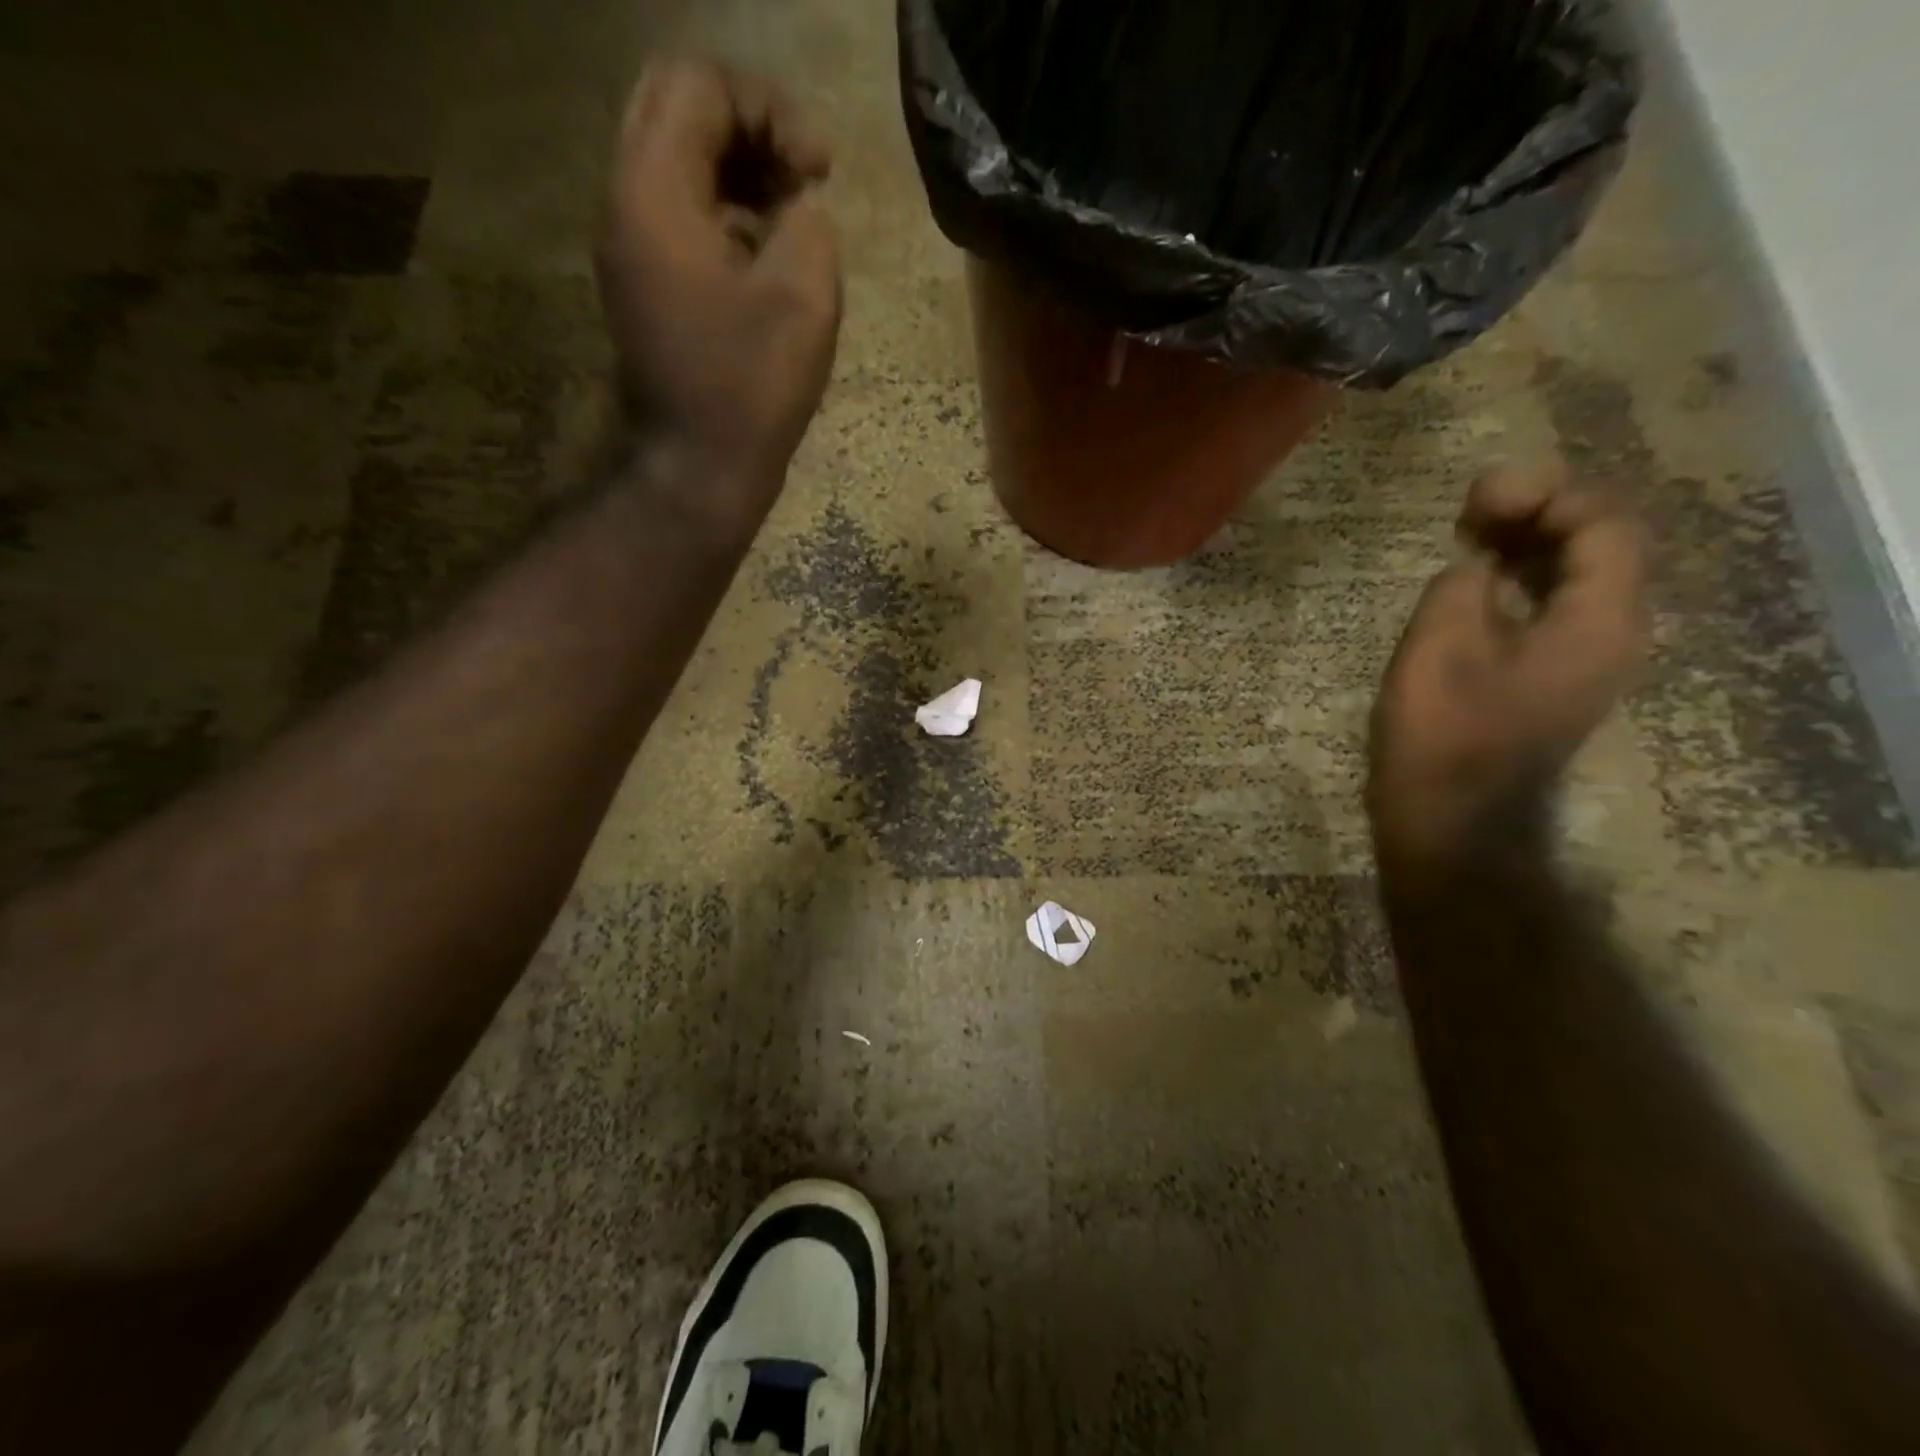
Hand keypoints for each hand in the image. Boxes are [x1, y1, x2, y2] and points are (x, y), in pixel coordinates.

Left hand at [598, 59, 840, 535]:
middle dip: (751, 127)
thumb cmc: (751, 390)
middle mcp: (626, 204)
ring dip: (739, 169)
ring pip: (676, 159)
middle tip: (803, 177)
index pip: (700, 84)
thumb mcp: (803, 297)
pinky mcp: (646, 285)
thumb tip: (796, 205)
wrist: (699, 469)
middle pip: (677, 108)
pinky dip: (726, 212)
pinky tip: (767, 257)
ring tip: (793, 215)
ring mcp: (630, 248)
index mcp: (655, 193)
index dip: (772, 109)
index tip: (820, 173)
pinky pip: (680, 213)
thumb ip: (806, 222)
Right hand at [1367, 462, 1649, 873]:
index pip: (1605, 523)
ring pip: (1573, 575)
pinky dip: (1515, 581)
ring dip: (1525, 545)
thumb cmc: (1444, 735)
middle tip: (1470, 511)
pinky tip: (1470, 582)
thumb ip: (1463, 584)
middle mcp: (1611, 633)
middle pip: (1598, 543)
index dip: (1546, 494)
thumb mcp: (1440, 644)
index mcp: (1601, 621)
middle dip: (1537, 512)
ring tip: (1465, 536)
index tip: (1476, 504)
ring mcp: (1582, 659)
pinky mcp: (1549, 678)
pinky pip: (1549, 607)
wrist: (1450, 821)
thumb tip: (1474, 569)